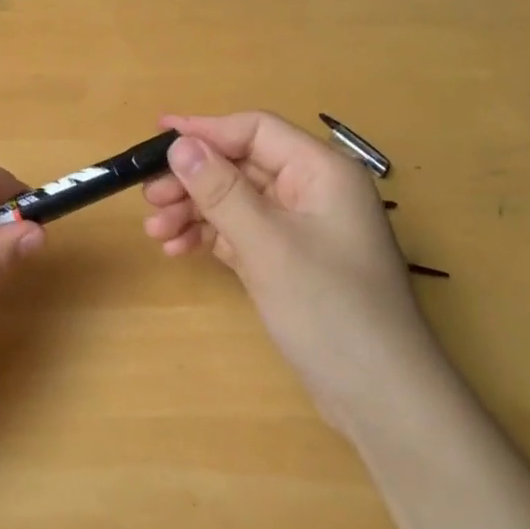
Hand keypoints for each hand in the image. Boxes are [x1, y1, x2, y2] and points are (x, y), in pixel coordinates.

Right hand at [142, 112, 431, 427]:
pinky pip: (242, 233)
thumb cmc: (329, 309)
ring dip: (195, 210)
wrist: (380, 397)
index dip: (205, 130)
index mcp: (322, 171)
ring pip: (238, 201)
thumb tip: (179, 144)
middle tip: (148, 199)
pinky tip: (178, 249)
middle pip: (242, 166)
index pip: (255, 130)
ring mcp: (302, 228)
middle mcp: (313, 191)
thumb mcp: (267, 245)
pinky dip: (211, 237)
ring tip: (155, 231)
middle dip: (193, 180)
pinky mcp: (291, 261)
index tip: (156, 138)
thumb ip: (220, 190)